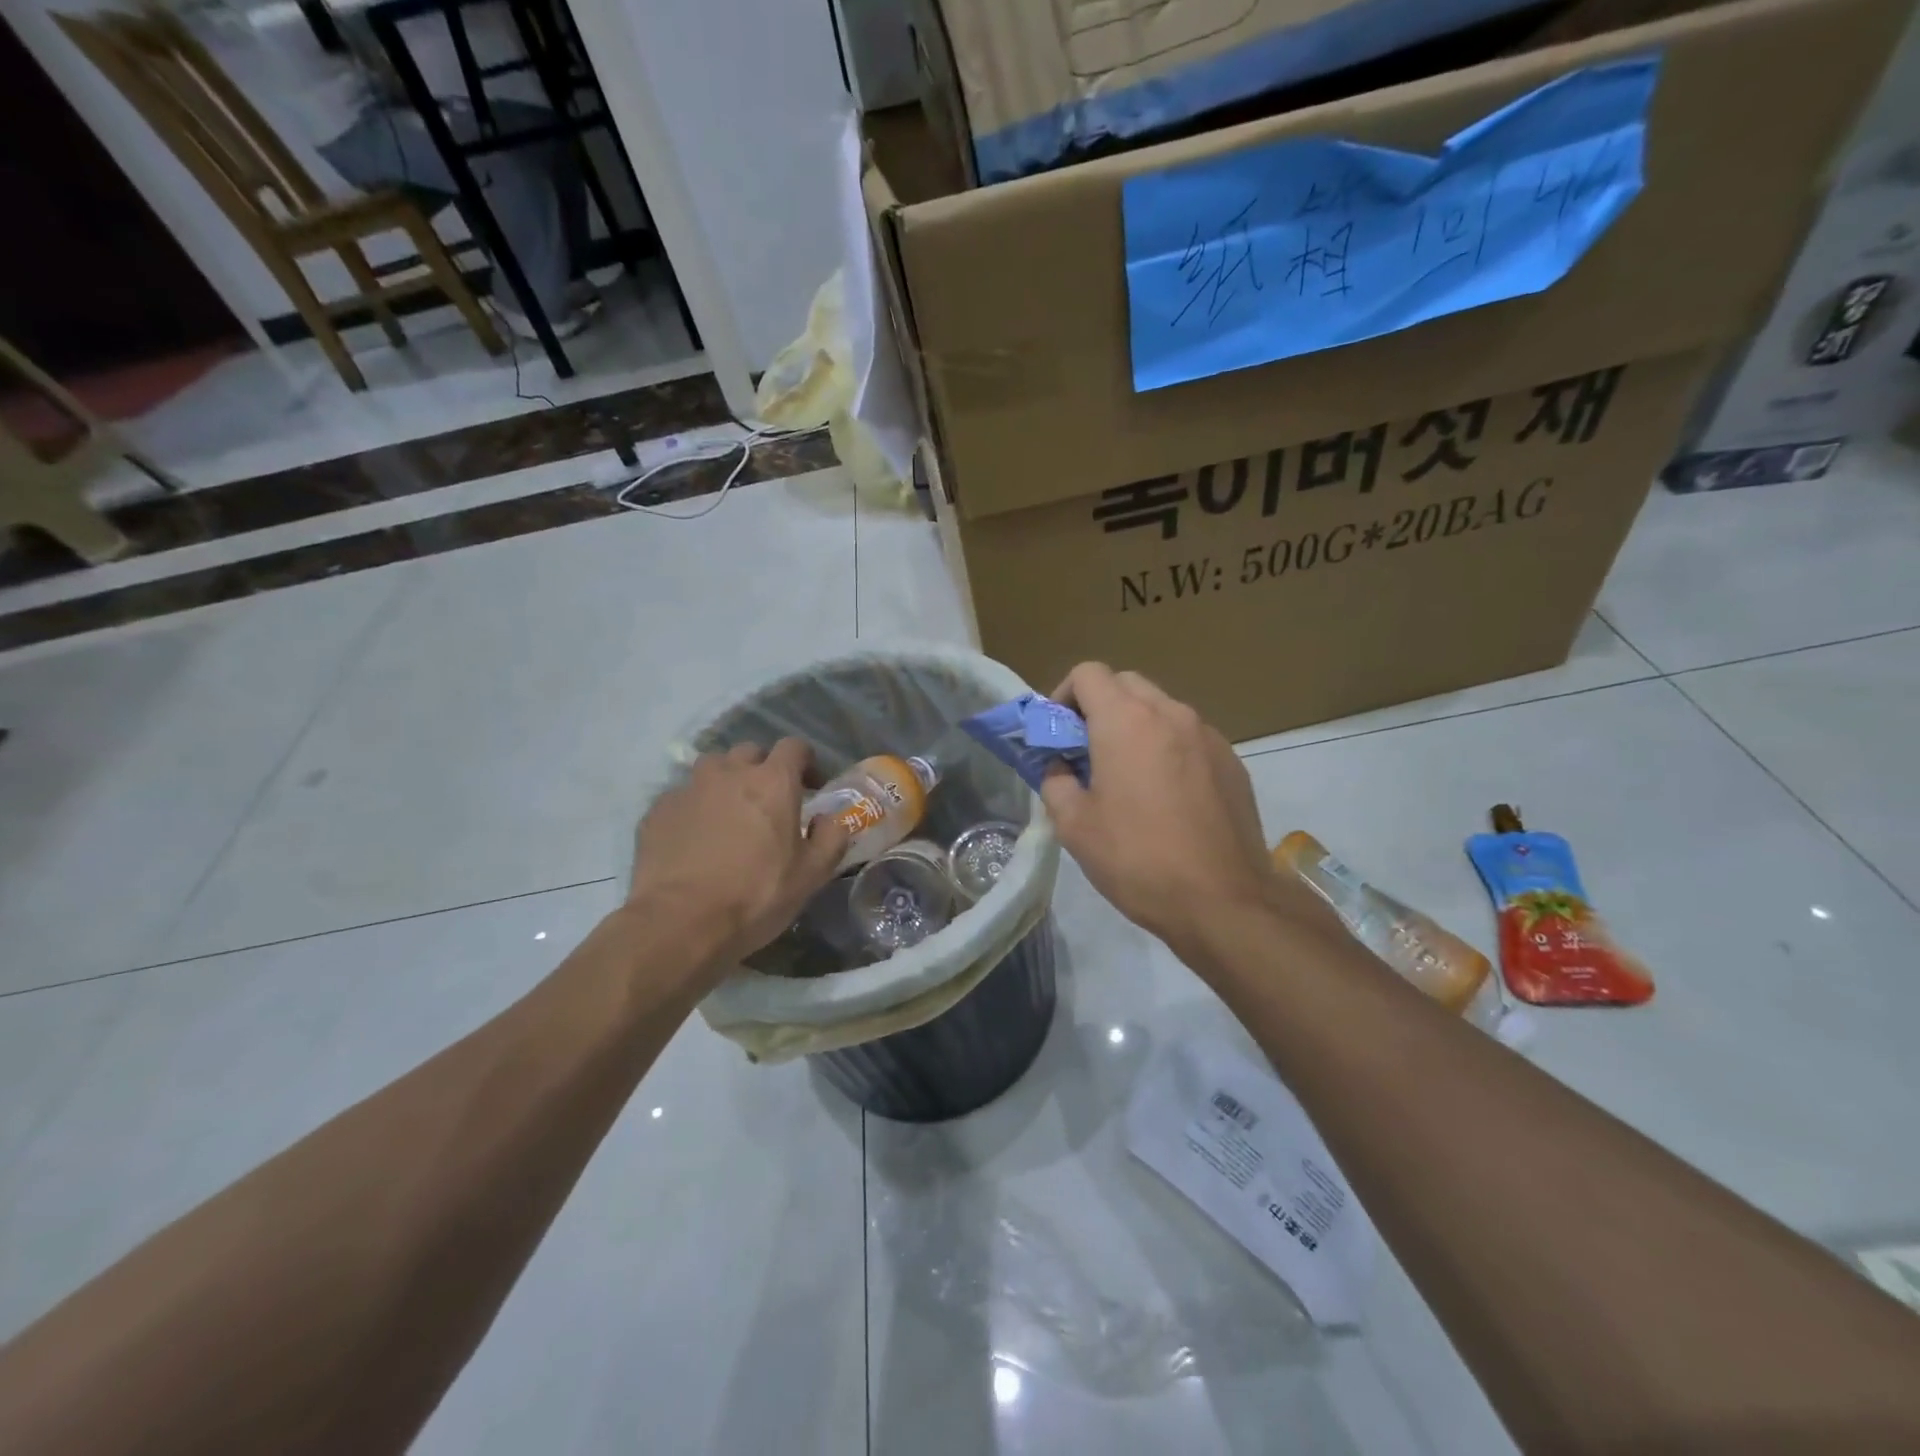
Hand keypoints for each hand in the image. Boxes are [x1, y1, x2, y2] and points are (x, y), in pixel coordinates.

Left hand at [629, 739, 849, 973]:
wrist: (679, 923)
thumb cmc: (756, 896)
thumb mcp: (812, 875)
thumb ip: (831, 838)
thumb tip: (829, 819)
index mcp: (773, 782)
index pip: (794, 746)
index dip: (806, 761)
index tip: (811, 787)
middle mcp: (729, 773)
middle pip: (750, 752)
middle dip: (763, 769)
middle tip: (769, 802)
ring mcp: (689, 789)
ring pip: (712, 769)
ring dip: (726, 782)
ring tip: (729, 814)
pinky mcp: (658, 811)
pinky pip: (683, 798)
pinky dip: (695, 809)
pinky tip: (695, 839)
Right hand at [1040, 664, 1304, 950]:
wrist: (1223, 900)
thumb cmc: (1137, 859)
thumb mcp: (1074, 826)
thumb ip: (1055, 782)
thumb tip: (1060, 768)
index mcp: (1126, 720)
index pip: (1088, 673)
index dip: (1063, 696)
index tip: (1058, 734)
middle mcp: (1170, 713)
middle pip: (1125, 683)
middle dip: (1099, 706)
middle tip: (1087, 752)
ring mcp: (1207, 734)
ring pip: (1160, 708)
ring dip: (1135, 726)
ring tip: (1127, 776)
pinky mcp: (1231, 760)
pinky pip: (1189, 736)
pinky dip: (1167, 747)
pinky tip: (1166, 796)